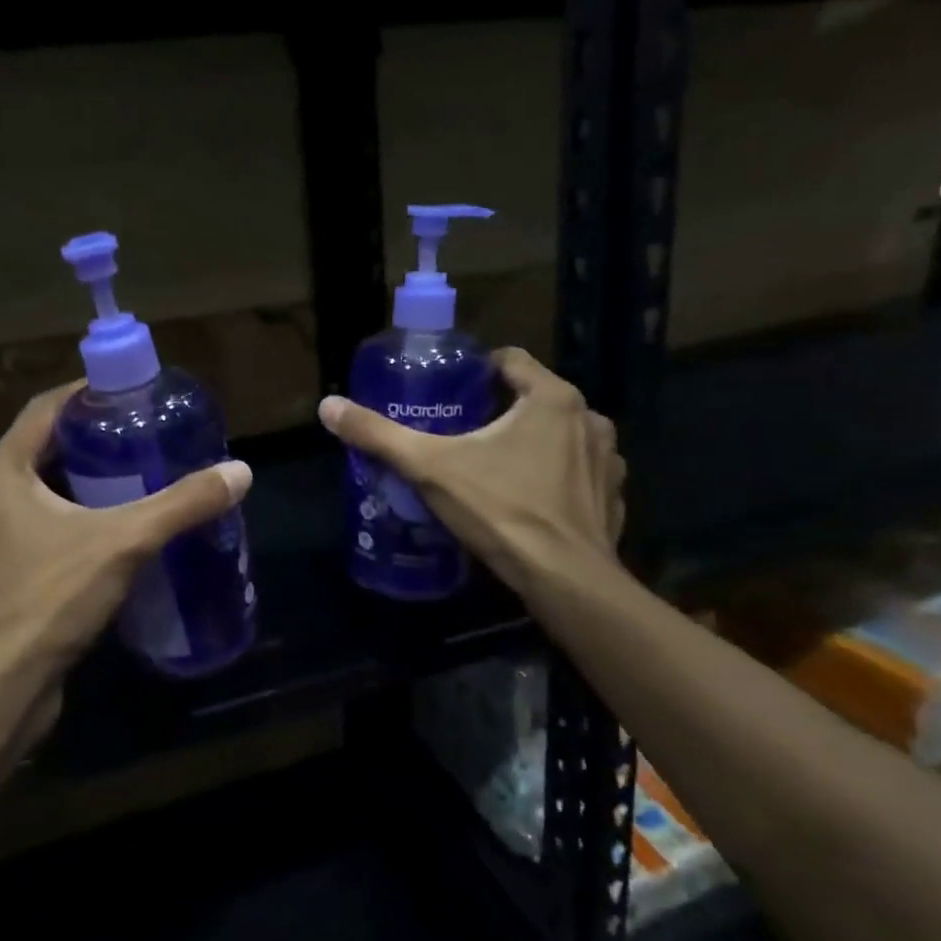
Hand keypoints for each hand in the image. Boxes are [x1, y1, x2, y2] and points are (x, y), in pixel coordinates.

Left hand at [0, 382, 252, 734]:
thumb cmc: (47, 598)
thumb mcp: (123, 542)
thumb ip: (181, 505)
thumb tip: (240, 472)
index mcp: (2, 472)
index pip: (46, 408)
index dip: (89, 392)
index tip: (135, 391)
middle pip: (46, 448)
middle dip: (97, 439)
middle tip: (148, 435)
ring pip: (46, 492)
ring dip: (90, 482)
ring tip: (143, 478)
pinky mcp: (5, 575)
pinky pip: (46, 528)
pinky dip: (81, 519)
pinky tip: (122, 534)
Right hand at [318, 347, 624, 599]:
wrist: (565, 581)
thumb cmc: (501, 510)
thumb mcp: (430, 468)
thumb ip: (379, 435)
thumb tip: (328, 406)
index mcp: (552, 398)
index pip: (510, 360)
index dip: (477, 371)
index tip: (450, 392)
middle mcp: (589, 419)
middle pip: (534, 398)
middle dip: (500, 410)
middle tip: (462, 433)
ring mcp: (608, 460)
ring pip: (560, 435)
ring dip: (533, 443)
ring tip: (495, 466)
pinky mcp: (613, 497)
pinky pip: (579, 473)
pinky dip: (557, 478)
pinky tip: (530, 500)